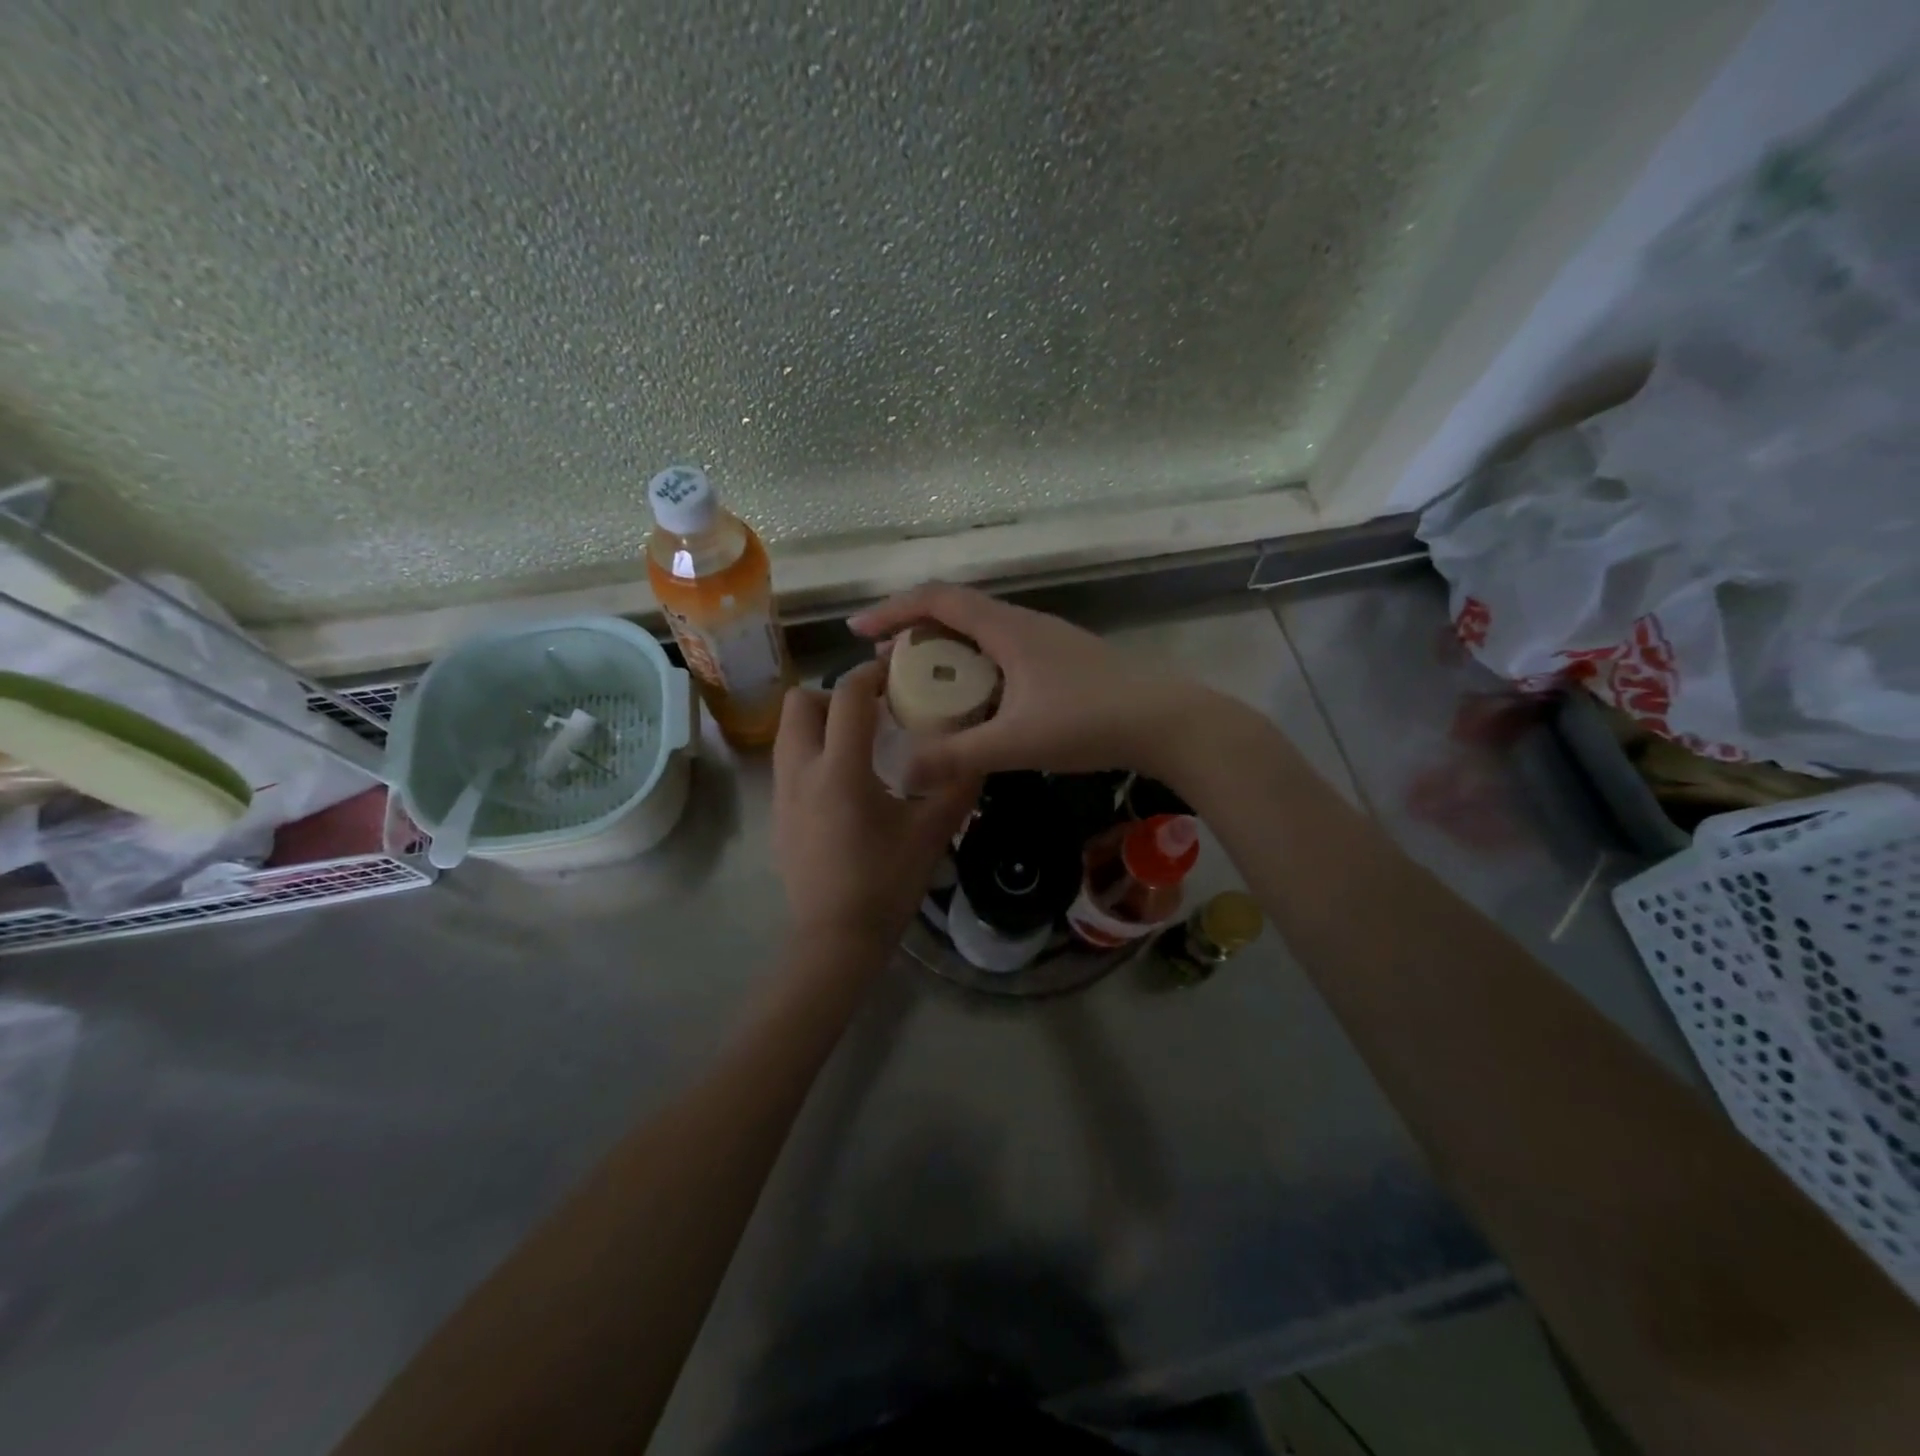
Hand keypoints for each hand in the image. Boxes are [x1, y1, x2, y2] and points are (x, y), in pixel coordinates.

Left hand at [772, 661, 976, 953]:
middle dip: (834, 696)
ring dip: (821, 724)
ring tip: (860, 746)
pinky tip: (846, 786)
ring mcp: (782, 794)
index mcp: (840, 769)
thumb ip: (956, 785)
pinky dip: (813, 754)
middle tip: (871, 714)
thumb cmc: (885, 883)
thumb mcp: (931, 832)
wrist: (835, 940)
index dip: (871, 673)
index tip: (895, 671)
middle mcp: (800, 771)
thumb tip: (979, 752)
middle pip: (800, 702)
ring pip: (789, 732)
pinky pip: (789, 763)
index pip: (846, 695)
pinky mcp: (778, 816)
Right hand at [849, 583, 1213, 789]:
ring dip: (946, 652)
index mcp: (1006, 629)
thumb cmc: (1089, 722)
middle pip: (956, 612)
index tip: (858, 631)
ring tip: (923, 685)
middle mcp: (1023, 624)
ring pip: (982, 634)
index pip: (937, 600)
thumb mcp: (1015, 741)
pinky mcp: (1061, 661)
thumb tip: (900, 769)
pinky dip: (974, 668)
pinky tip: (976, 702)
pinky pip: (1002, 653)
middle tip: (887, 667)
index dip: (892, 610)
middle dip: (914, 633)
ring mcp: (1046, 641)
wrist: (1166, 723)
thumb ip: (956, 755)